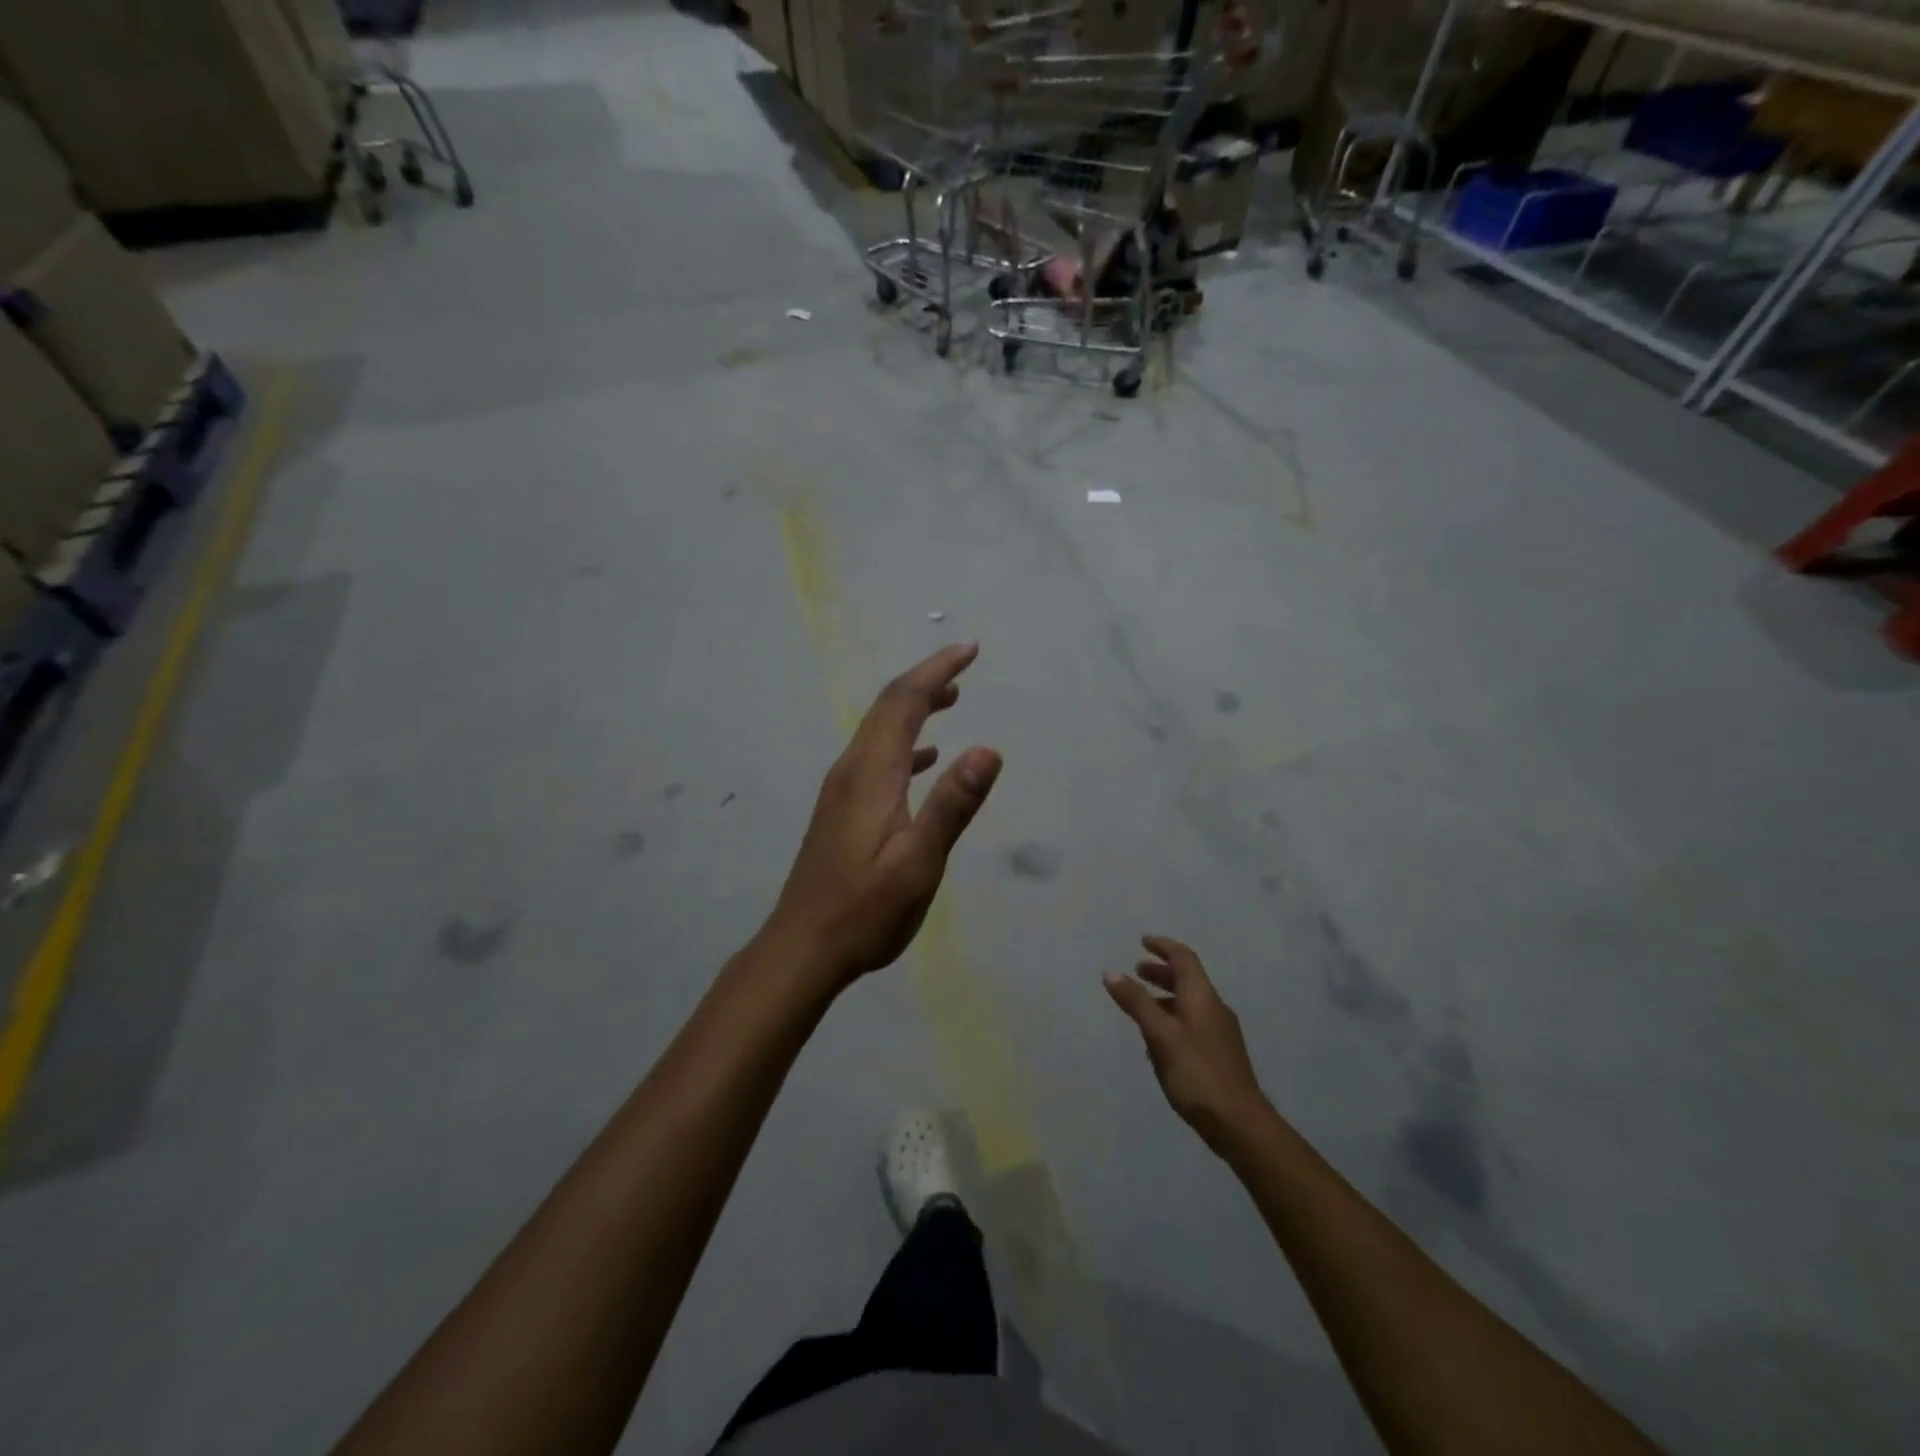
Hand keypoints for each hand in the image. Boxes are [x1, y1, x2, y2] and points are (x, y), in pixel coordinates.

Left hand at [767, 643, 1002, 985]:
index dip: (937, 670)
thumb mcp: (918, 863)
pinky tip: (926, 761)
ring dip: (915, 708)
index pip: (904, 702)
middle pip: (888, 708)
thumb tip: (988, 750)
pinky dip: (906, 744)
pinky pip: (877, 757)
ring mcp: (842, 789)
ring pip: (880, 731)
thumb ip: (951, 806)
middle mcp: (852, 770)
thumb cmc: (864, 910)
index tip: (970, 649)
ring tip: (951, 699)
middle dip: (926, 680)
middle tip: (965, 664)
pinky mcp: (841, 809)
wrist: (803, 947)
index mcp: (871, 773)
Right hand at [1106, 935, 1268, 1154]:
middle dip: (1161, 971)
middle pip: (1188, 979)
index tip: (1142, 941)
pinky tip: (1156, 1041)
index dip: (1163, 946)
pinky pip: (1192, 1023)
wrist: (1240, 1124)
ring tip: (1140, 1005)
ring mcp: (1220, 1032)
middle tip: (1137, 970)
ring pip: (1189, 1003)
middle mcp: (1214, 1008)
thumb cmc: (1197, 1073)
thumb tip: (1112, 972)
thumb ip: (1137, 1002)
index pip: (1184, 958)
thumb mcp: (1160, 1035)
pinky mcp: (1219, 1054)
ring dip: (1165, 997)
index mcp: (1202, 997)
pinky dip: (1172, 1019)